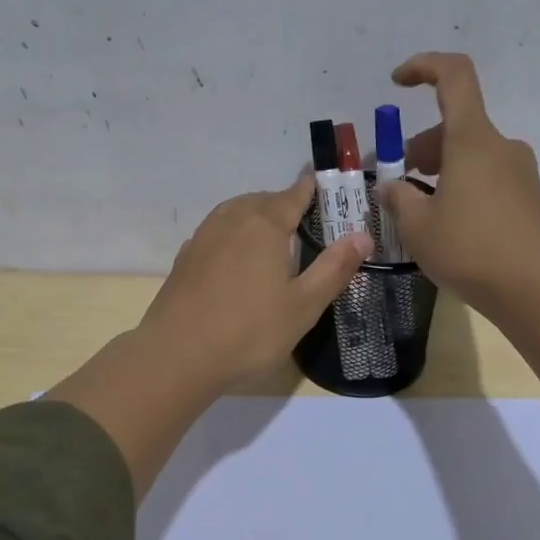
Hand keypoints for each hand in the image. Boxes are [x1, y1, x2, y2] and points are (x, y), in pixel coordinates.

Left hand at [139, 177, 372, 391]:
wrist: (176, 355)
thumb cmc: (249, 331)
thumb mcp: (303, 306)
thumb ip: (334, 268)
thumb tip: (363, 236)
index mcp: (265, 224)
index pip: (294, 194)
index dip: (312, 188)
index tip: (325, 183)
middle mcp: (232, 219)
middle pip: (264, 200)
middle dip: (285, 204)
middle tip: (305, 222)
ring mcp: (204, 236)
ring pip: (236, 212)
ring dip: (256, 216)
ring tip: (272, 237)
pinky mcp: (186, 257)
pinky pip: (217, 232)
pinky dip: (233, 234)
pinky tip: (237, 258)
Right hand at [378, 52, 539, 309]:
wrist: (531, 289)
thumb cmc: (467, 249)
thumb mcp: (416, 225)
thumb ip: (398, 197)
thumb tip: (390, 186)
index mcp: (472, 139)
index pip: (454, 76)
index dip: (424, 67)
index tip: (397, 83)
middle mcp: (501, 145)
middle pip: (456, 124)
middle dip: (422, 145)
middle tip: (399, 180)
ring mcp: (520, 171)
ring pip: (472, 152)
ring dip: (442, 167)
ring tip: (421, 207)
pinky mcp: (529, 196)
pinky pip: (489, 175)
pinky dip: (464, 183)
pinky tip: (451, 222)